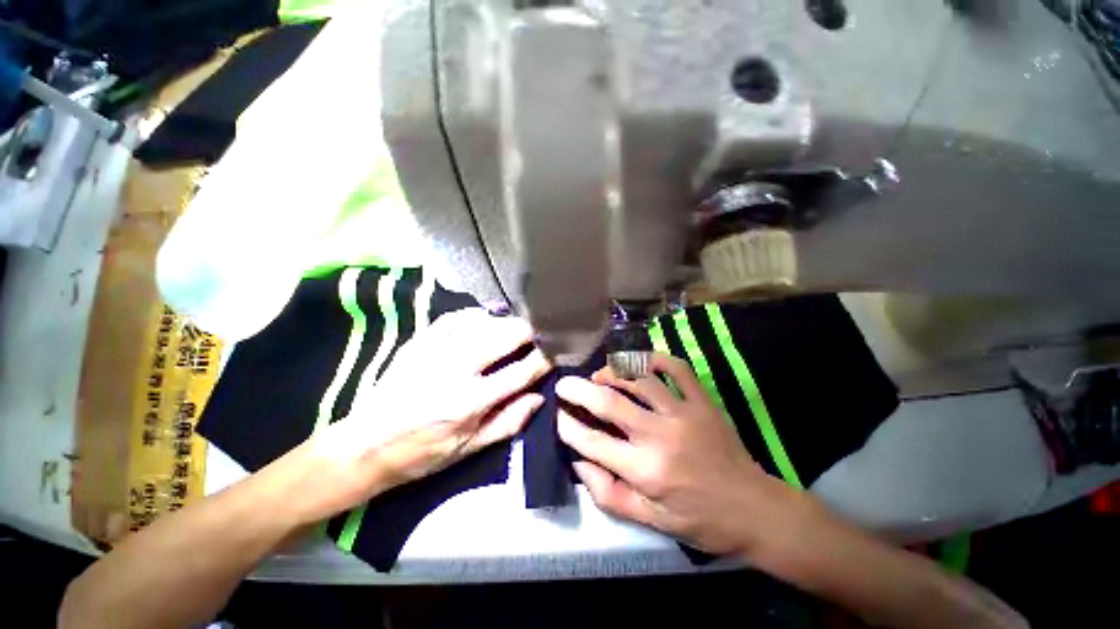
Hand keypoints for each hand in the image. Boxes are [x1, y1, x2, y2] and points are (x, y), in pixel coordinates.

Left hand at [303, 308, 550, 518]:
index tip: (553, 355)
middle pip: (505, 335)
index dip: (543, 361)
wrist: (365, 445)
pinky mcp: (420, 341)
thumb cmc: (421, 453)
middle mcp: (456, 368)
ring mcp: (436, 349)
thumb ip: (508, 422)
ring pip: (485, 321)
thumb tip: (539, 397)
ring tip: (516, 330)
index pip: (521, 371)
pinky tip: (485, 321)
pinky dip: (477, 315)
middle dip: (529, 333)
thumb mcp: (469, 449)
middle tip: (539, 337)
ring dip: (506, 323)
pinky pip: (457, 317)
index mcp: (470, 401)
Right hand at [556, 353, 792, 554]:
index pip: (592, 441)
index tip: (558, 415)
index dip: (568, 426)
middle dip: (579, 390)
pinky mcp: (703, 402)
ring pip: (639, 379)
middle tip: (564, 383)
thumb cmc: (699, 520)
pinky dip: (655, 359)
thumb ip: (608, 493)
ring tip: (599, 375)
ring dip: (612, 372)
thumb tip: (579, 462)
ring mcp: (684, 413)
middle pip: (609, 402)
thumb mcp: (649, 520)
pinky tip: (639, 362)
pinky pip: (677, 368)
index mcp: (646, 471)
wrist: (754, 509)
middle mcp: (660, 436)